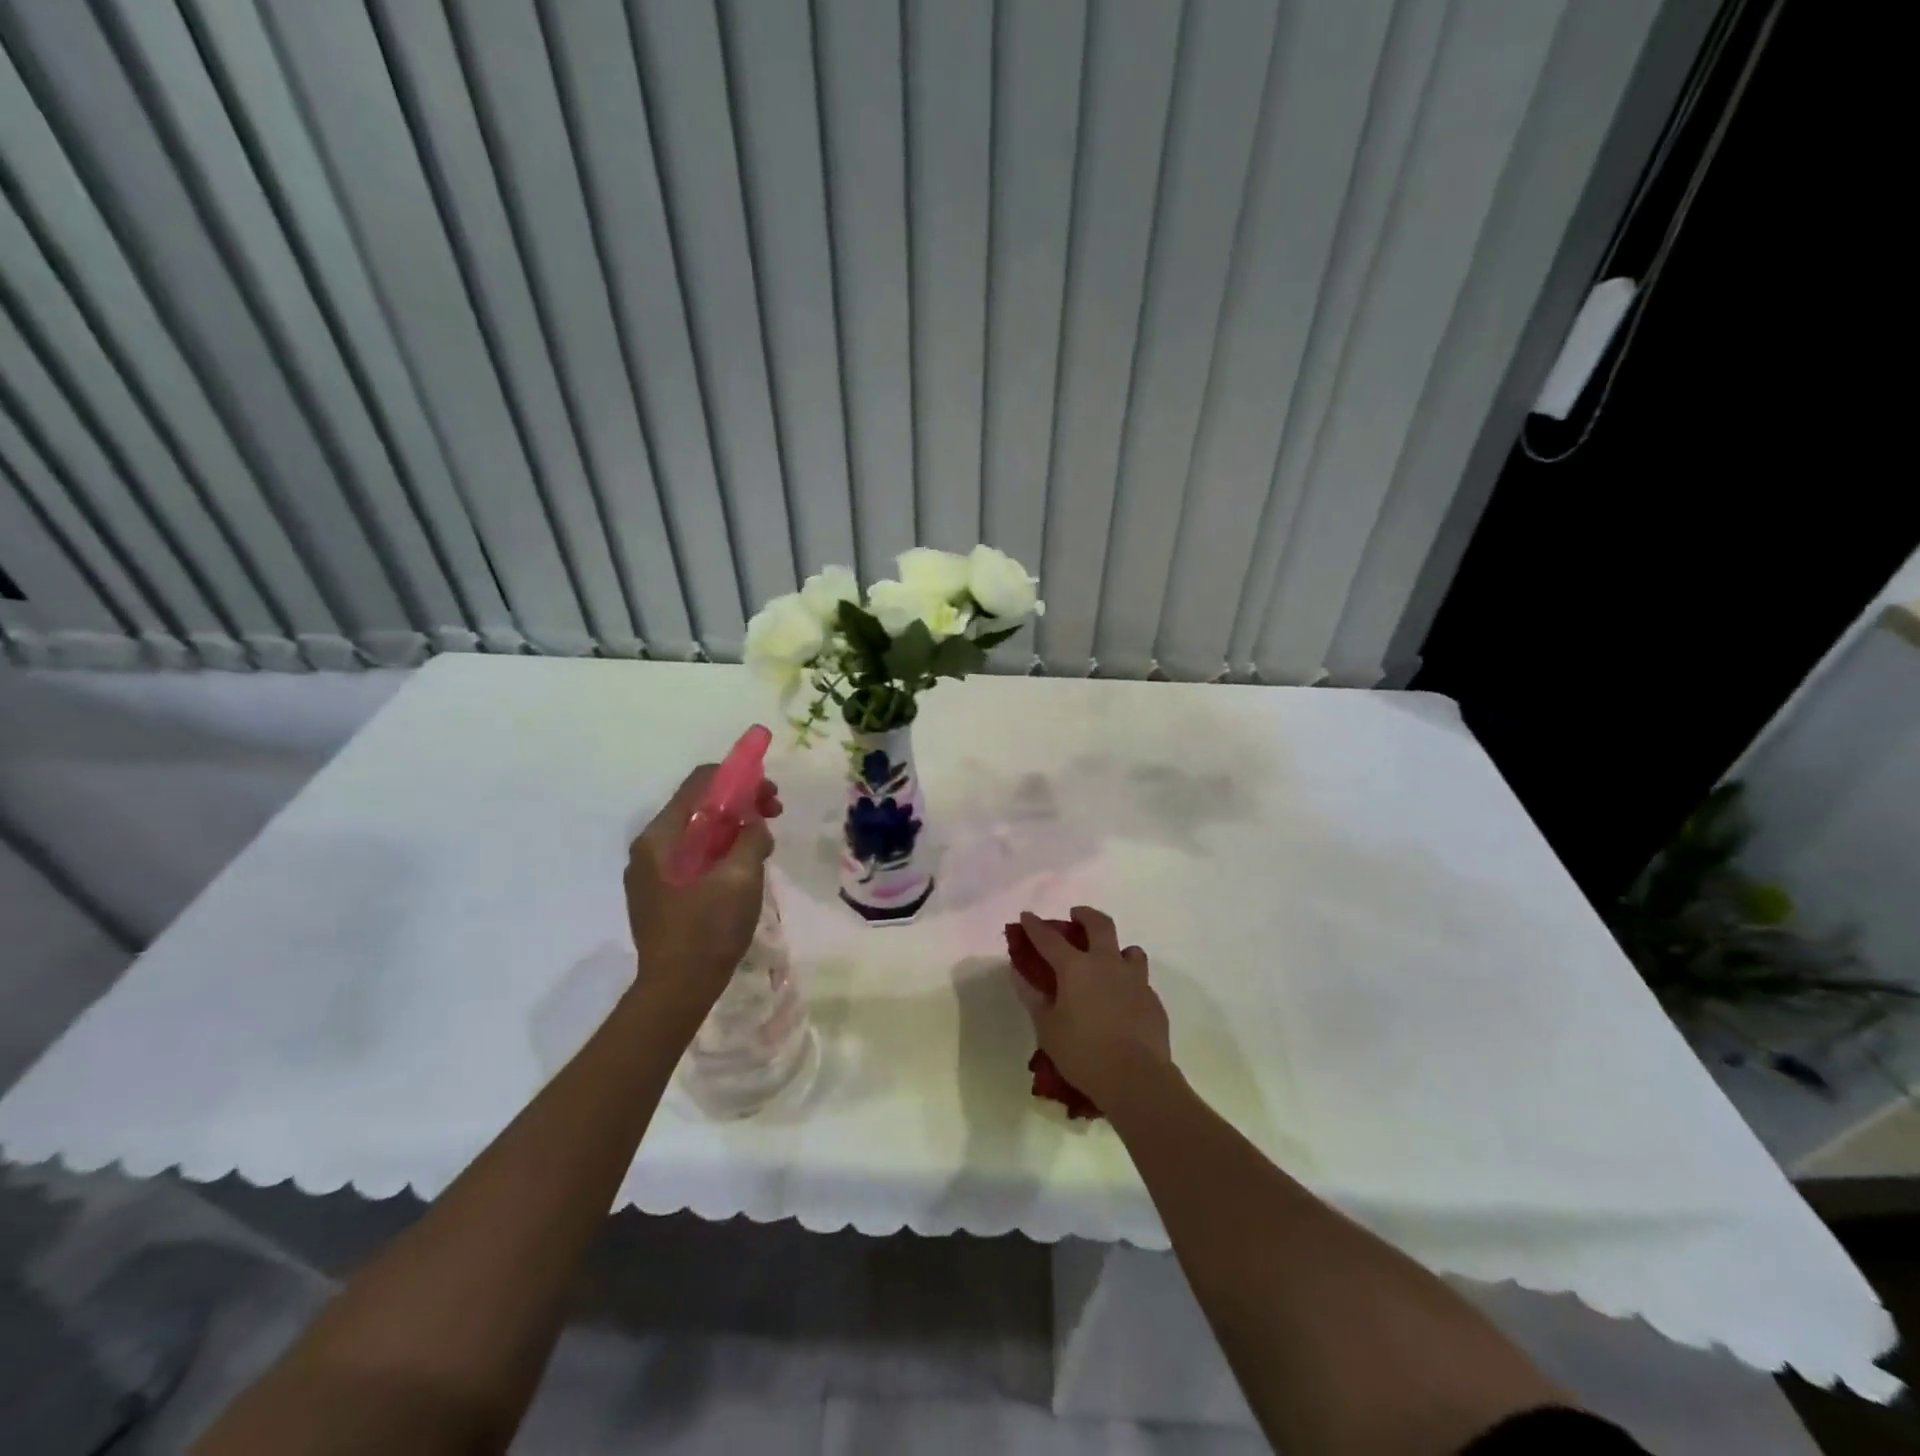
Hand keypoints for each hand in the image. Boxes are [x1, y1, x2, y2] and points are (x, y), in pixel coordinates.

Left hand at [625, 765, 782, 1023]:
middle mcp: (649, 847)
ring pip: (697, 833)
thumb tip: (754, 824)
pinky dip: (720, 852)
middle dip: (739, 804)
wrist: (676, 990)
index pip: (699, 783)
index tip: (770, 793)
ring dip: (732, 829)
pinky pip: (692, 857)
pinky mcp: (659, 894)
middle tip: (773, 815)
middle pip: (698, 806)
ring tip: (762, 846)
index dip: (738, 777)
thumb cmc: (707, 930)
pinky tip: (742, 869)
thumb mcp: (740, 878)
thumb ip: (750, 839)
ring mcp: (651, 873)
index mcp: (661, 837)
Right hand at [1014, 906, 1172, 1107]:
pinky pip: (1141, 981)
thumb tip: (1020, 975)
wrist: (1137, 1079)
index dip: (1035, 926)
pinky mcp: (1153, 1000)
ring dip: (1117, 949)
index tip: (1026, 916)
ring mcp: (1135, 980)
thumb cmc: (1083, 1053)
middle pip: (1099, 925)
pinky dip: (1129, 982)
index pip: (1049, 939)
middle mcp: (1107, 964)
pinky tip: (1123, 1001)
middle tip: (1076, 916)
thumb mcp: (1047, 1029)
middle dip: (1085, 915)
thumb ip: (1034, 998)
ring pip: (1130, 950)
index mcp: (1076, 968)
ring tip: (1109, 960)